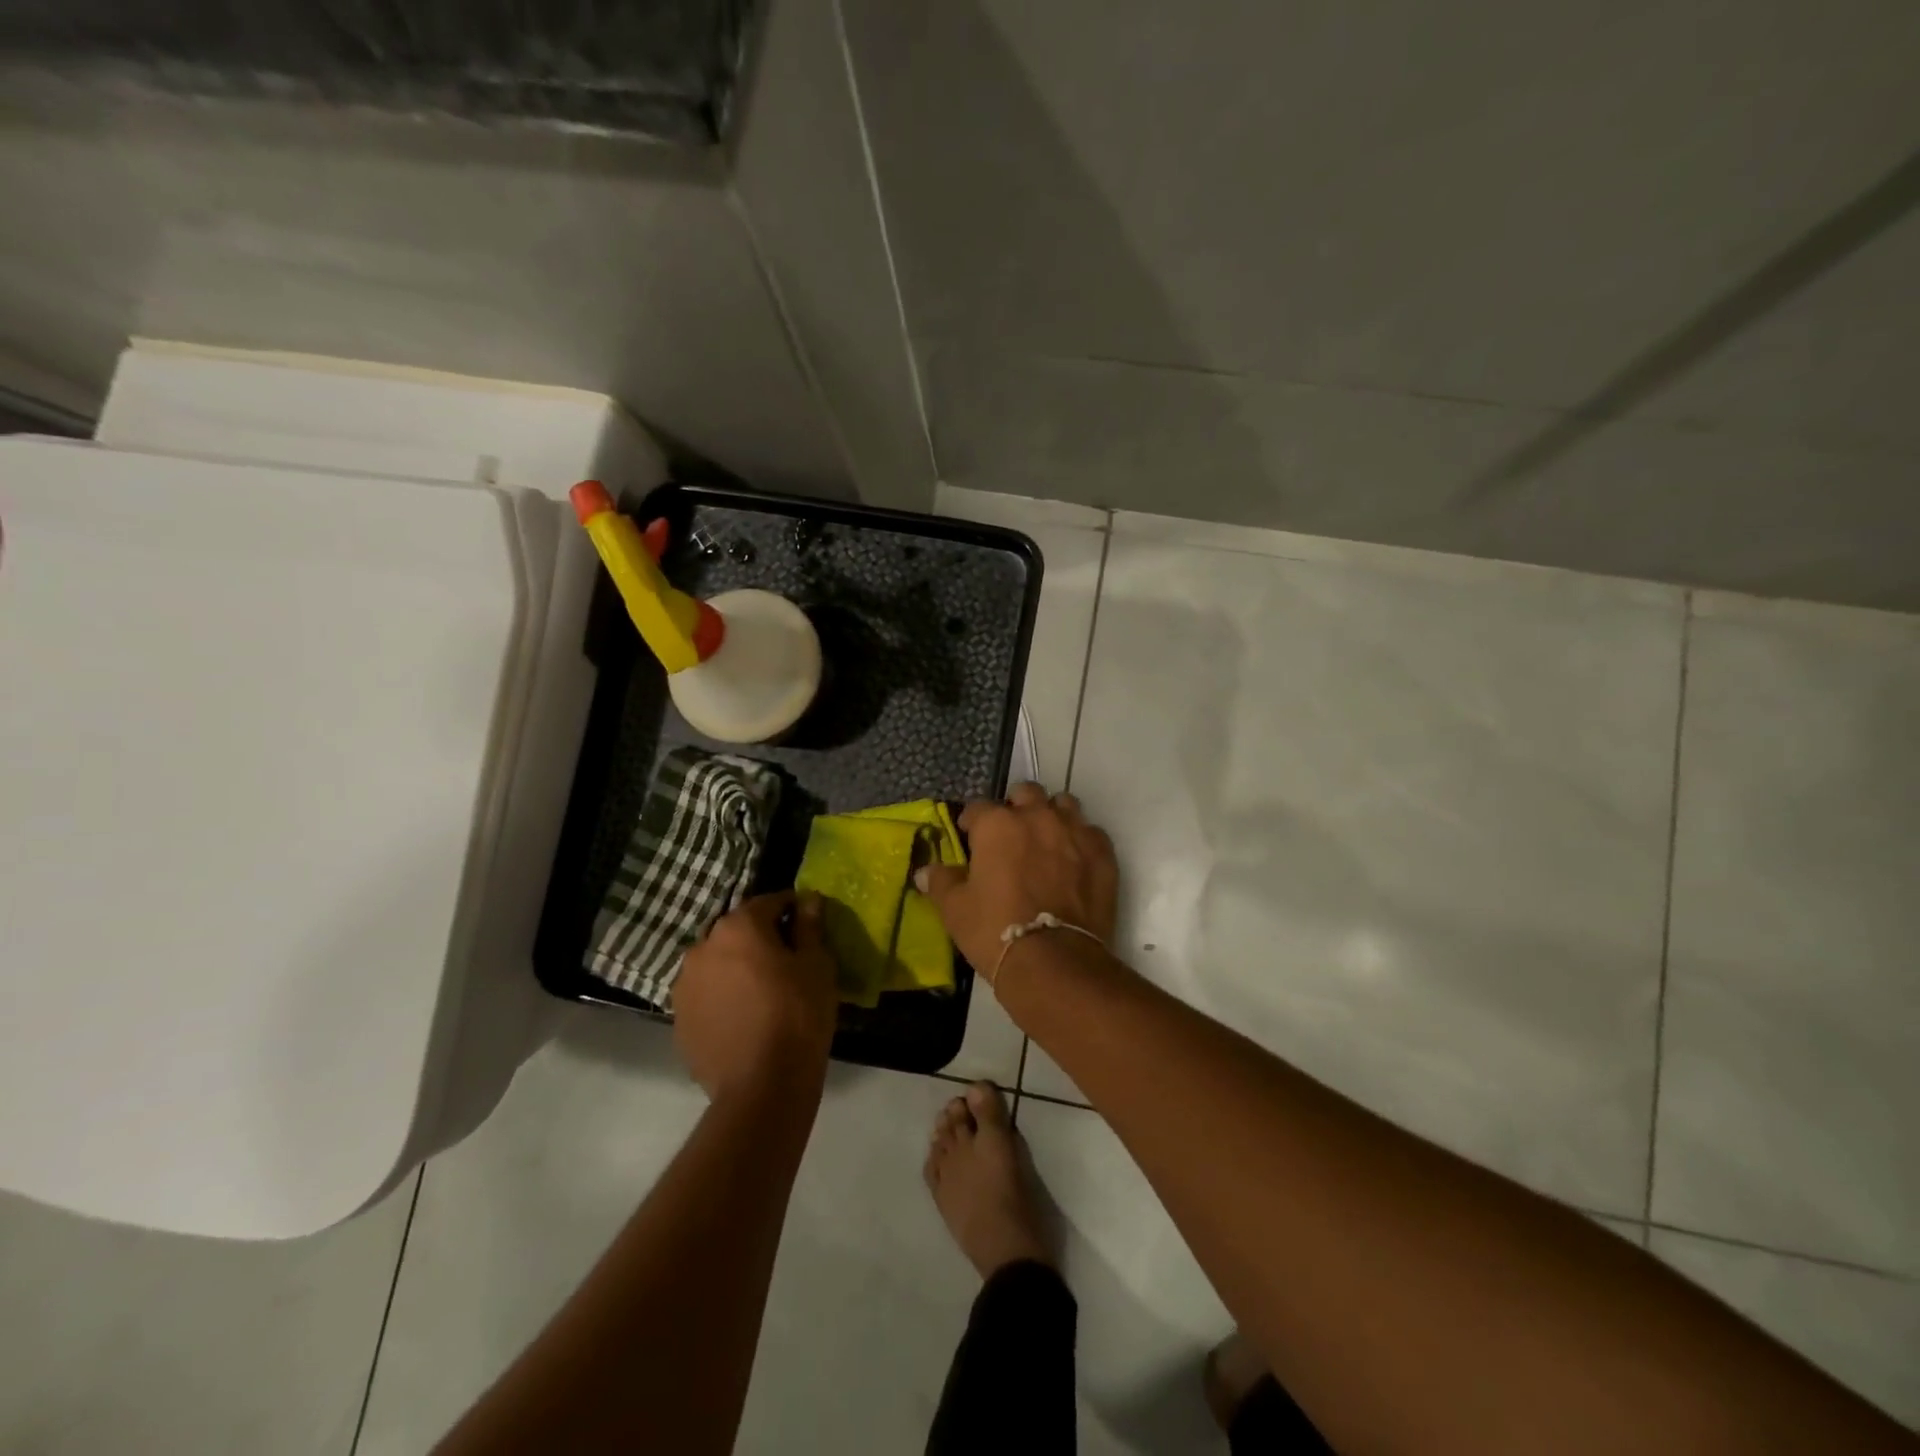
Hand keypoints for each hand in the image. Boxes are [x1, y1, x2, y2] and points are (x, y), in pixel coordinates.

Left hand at [672, 892, 837, 1103]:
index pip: (769, 902)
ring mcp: (685, 985)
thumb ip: (809, 926)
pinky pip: (706, 994)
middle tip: (787, 960)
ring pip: (718, 962)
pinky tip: (744, 1016)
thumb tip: (808, 899)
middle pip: (738, 931)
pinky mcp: (679, 1019)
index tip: (808, 925)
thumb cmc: (797, 1015)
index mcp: (738, 927)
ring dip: (737, 966)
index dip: (792, 910)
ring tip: (763, 991)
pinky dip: (723, 996)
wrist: (761, 1087)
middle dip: (761, 938)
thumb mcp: (816, 965)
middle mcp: (703, 947)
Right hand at [918, 783, 1118, 976]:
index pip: (978, 808)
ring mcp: (1074, 831)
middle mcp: (1037, 816)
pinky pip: (1091, 833)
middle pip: (1026, 793)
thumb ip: (941, 882)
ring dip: (1052, 816)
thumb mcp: (955, 909)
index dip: (972, 822)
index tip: (970, 837)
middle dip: (1017, 807)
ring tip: (1046, 841)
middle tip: (1012, 834)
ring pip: (1064, 805)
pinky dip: (1081, 842)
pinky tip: (1075, 862)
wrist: (1054, 960)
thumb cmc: (994, 929)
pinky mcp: (1102, 852)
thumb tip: (925, 870)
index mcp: (997, 824)